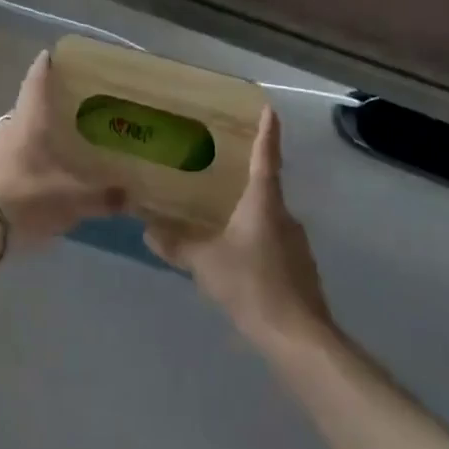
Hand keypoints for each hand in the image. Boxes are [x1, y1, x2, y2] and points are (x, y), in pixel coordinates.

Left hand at [0, 51, 124, 251]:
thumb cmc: (26, 198)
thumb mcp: (71, 200)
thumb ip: (102, 197)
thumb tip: (130, 195)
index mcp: (28, 120)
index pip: (36, 82)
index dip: (45, 66)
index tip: (51, 54)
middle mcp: (6, 127)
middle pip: (26, 109)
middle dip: (44, 110)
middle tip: (67, 114)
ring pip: (13, 135)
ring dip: (29, 139)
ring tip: (51, 150)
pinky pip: (2, 158)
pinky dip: (17, 161)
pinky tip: (29, 179)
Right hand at [145, 109, 334, 350]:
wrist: (300, 340)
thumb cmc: (253, 286)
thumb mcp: (206, 263)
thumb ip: (177, 245)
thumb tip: (147, 230)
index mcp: (264, 203)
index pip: (266, 157)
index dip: (267, 132)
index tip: (268, 109)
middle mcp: (285, 216)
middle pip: (266, 189)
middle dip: (247, 181)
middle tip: (222, 174)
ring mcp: (297, 245)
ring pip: (269, 220)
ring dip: (249, 218)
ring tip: (223, 222)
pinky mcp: (301, 272)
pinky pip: (274, 245)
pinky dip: (257, 244)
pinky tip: (239, 262)